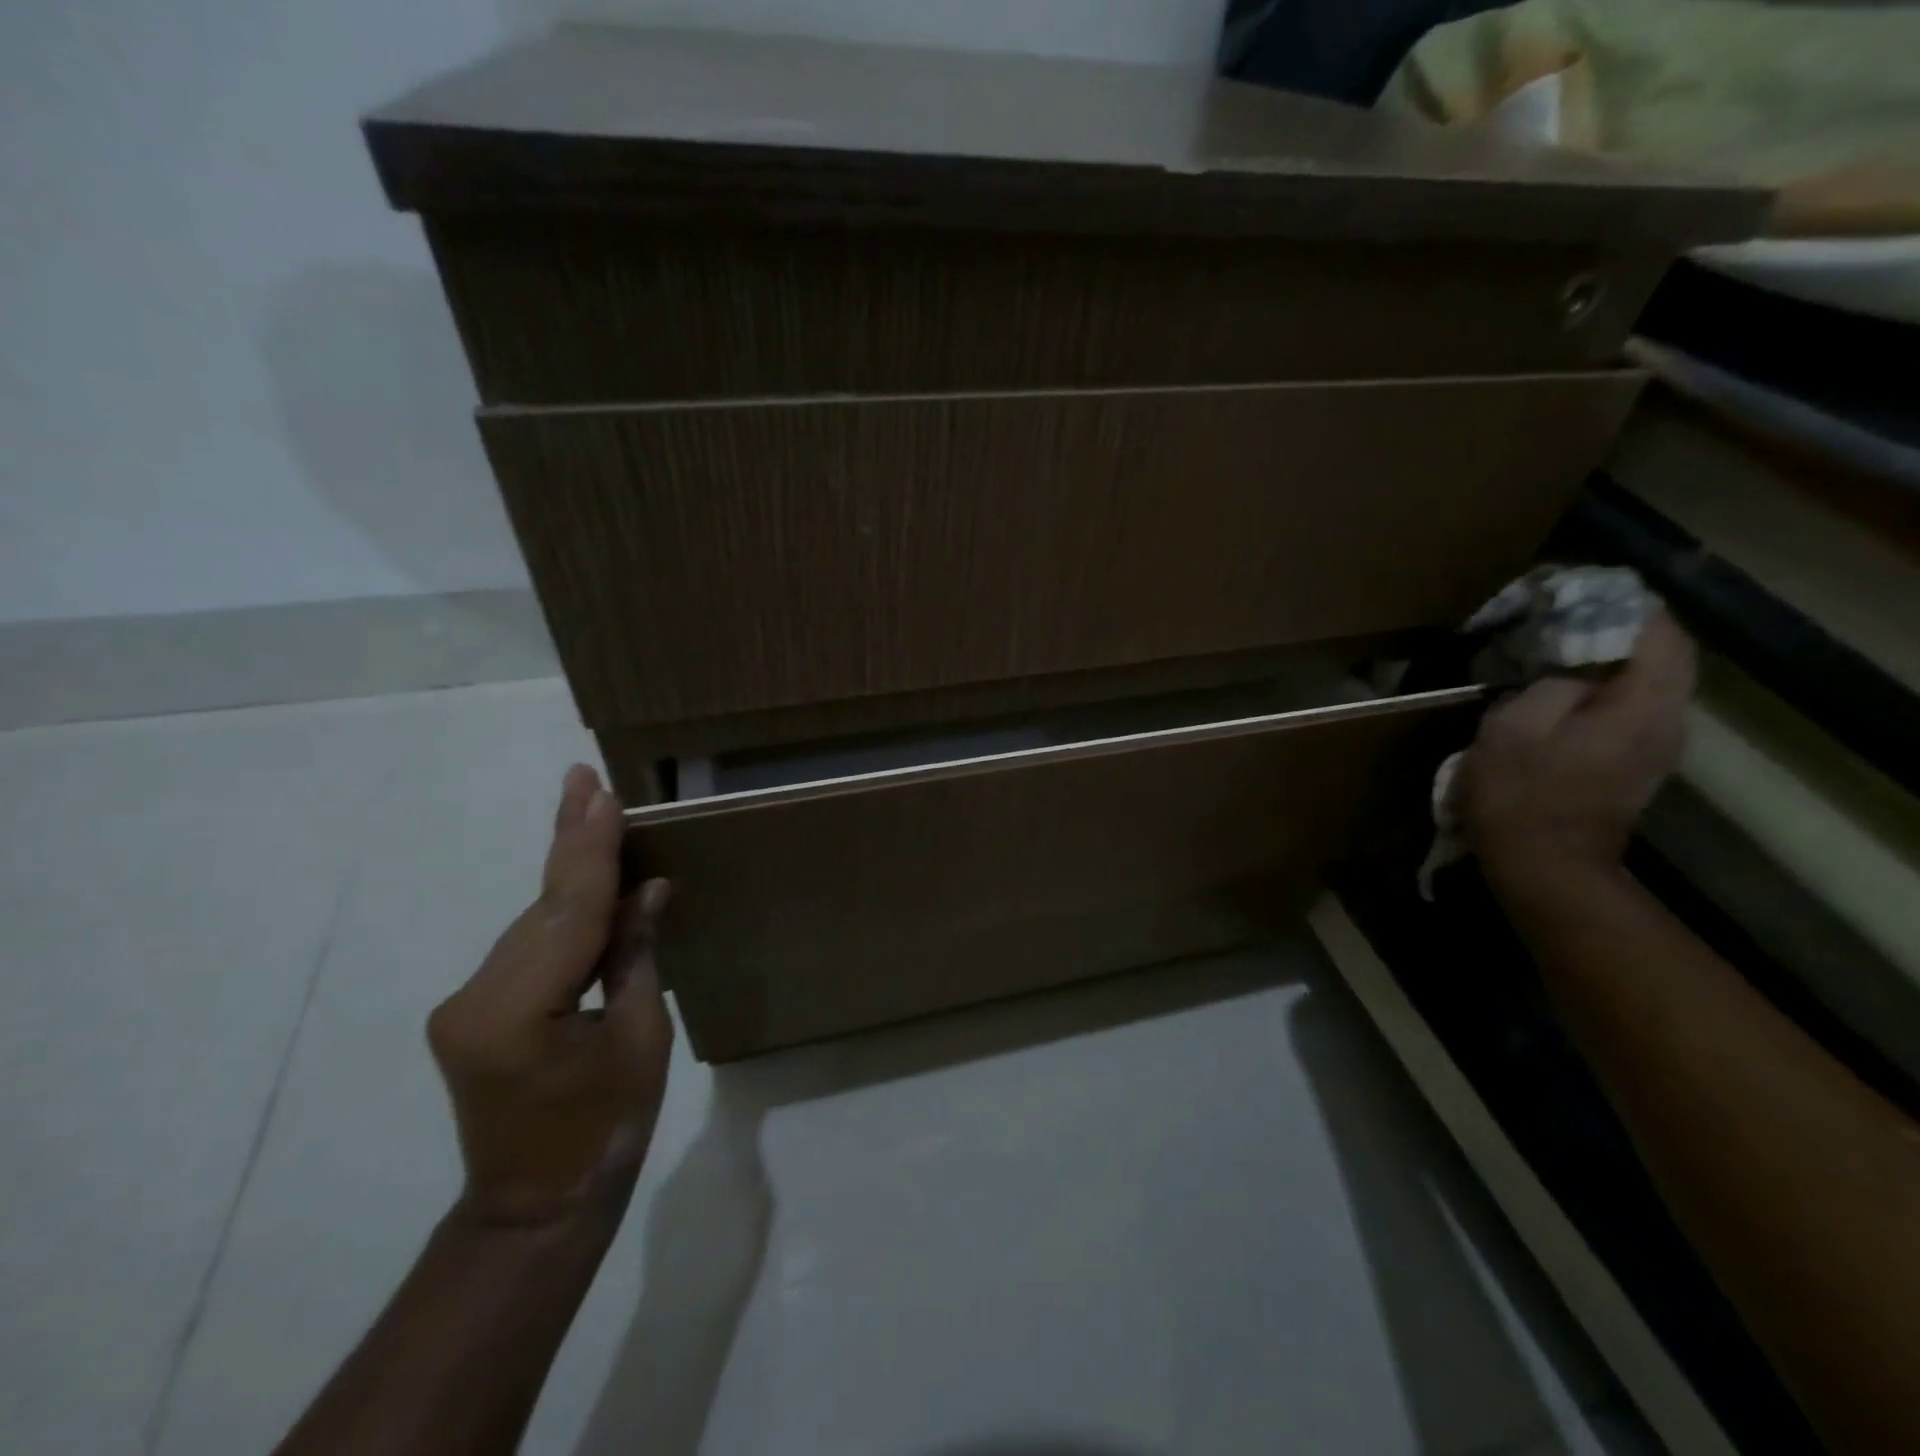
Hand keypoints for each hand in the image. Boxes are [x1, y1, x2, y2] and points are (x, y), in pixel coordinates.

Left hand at [427, 765, 672, 1227]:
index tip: (599, 793)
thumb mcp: (641, 1040)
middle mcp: (476, 997)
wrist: (534, 1209)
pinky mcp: (472, 1011)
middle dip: (571, 841)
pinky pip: (527, 946)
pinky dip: (560, 909)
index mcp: (518, 1012)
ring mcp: (466, 1004)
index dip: (589, 849)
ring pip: (533, 922)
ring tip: (590, 812)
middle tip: (583, 779)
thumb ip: (634, 956)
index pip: (567, 911)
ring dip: (567, 872)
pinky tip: (582, 879)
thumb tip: (647, 889)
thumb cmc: (606, 1132)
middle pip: (542, 907)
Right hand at [1462, 610, 1695, 895]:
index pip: (1659, 634)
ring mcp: (1657, 745)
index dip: (1624, 605)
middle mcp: (1668, 720)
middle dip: (1617, 628)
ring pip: (1649, 680)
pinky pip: (1634, 705)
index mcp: (1642, 706)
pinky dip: (1606, 685)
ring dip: (1610, 657)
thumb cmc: (1521, 794)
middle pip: (1663, 654)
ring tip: (1557, 645)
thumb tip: (1572, 663)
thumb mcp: (1515, 727)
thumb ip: (1551, 682)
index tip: (1576, 593)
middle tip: (1562, 615)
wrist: (1546, 866)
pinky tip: (1562, 687)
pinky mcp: (1637, 763)